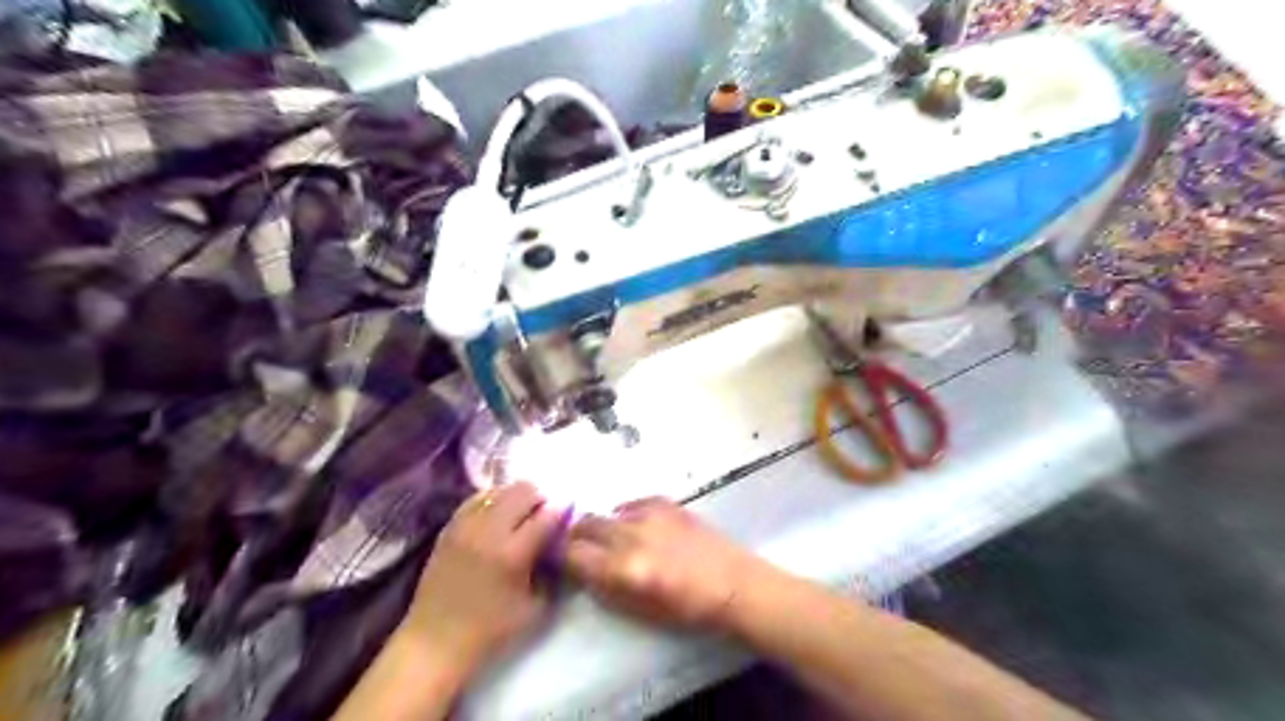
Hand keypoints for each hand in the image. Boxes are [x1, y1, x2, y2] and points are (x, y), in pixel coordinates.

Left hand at [400, 480, 562, 673]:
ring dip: (517, 497)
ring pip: (499, 490)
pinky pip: (476, 499)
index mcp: (513, 554)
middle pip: (523, 491)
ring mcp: (465, 527)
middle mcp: (489, 532)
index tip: (570, 513)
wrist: (434, 644)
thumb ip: (553, 572)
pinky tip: (498, 514)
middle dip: (540, 498)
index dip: (563, 510)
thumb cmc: (490, 633)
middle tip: (545, 514)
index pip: (547, 515)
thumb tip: (561, 545)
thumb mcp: (536, 609)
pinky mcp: (449, 529)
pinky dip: (493, 500)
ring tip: (522, 513)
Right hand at [564, 495, 760, 629]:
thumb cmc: (687, 609)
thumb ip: (604, 587)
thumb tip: (581, 568)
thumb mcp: (638, 610)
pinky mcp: (666, 503)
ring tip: (612, 538)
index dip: (562, 557)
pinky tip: (635, 526)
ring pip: (607, 512)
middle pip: (585, 525)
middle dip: (576, 536)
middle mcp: (631, 537)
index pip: (573, 554)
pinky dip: (626, 514)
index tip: (561, 560)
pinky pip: (632, 503)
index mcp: (624, 569)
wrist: (733, 583)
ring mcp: (650, 515)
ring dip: (602, 525)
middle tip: (581, 548)